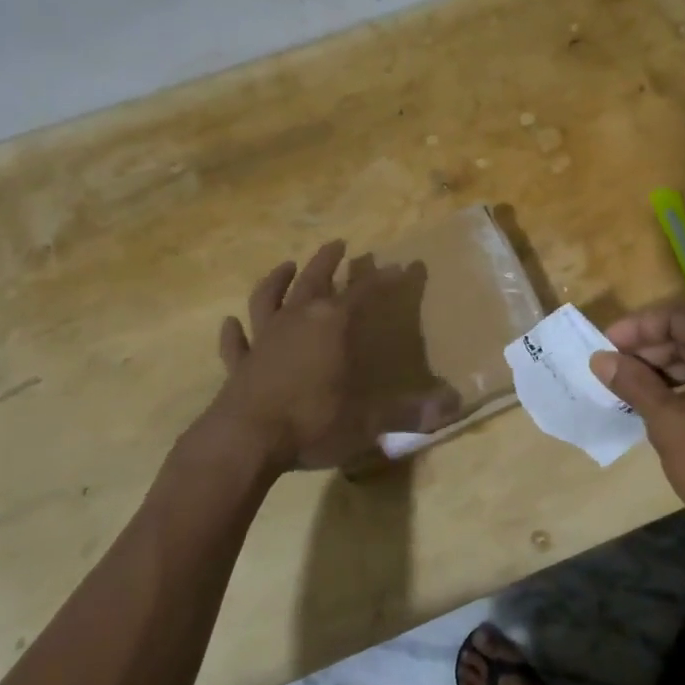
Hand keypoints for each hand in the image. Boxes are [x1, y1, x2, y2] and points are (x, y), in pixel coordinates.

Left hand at [192, 241, 459, 475]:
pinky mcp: (239, 364)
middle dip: (328, 260)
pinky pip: (236, 341)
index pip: (364, 292)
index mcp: (332, 325)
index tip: (401, 266)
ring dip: (277, 280)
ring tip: (286, 265)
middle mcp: (296, 321)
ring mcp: (263, 340)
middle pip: (313, 280)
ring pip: (268, 298)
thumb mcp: (368, 420)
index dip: (384, 279)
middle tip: (339, 244)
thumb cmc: (312, 421)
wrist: (244, 441)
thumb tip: (454, 407)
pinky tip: (231, 323)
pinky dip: (234, 331)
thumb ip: (408, 412)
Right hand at [589, 302, 684, 545]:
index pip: (676, 316)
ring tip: (635, 390)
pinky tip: (667, 405)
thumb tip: (601, 359)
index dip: (637, 327)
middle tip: (616, 371)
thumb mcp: (667, 422)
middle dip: (651, 348)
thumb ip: (633, 383)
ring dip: (669, 367)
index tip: (606, 346)